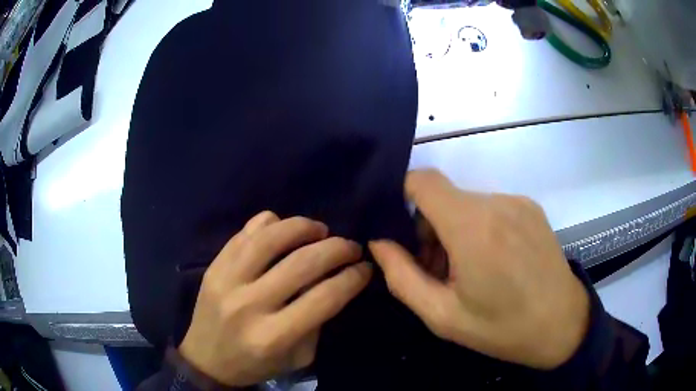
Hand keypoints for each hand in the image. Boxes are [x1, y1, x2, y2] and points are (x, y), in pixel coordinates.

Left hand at [180, 211, 371, 385]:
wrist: (206, 360)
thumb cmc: (256, 364)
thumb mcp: (297, 358)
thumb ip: (317, 322)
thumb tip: (334, 282)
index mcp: (273, 336)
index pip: (324, 298)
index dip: (352, 278)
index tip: (365, 268)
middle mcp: (249, 304)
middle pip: (302, 263)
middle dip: (337, 248)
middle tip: (351, 247)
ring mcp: (227, 280)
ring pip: (271, 238)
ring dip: (303, 227)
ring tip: (320, 230)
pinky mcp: (214, 266)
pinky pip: (245, 232)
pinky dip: (270, 223)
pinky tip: (284, 229)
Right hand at [370, 170, 589, 369]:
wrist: (562, 324)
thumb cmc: (502, 328)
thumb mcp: (442, 315)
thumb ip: (402, 276)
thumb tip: (380, 242)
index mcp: (473, 227)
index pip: (423, 181)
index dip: (402, 195)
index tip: (399, 230)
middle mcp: (497, 203)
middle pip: (444, 197)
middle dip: (429, 227)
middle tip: (436, 270)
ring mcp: (518, 202)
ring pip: (467, 204)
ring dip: (455, 230)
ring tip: (467, 271)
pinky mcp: (531, 208)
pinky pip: (491, 208)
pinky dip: (479, 228)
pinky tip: (493, 263)